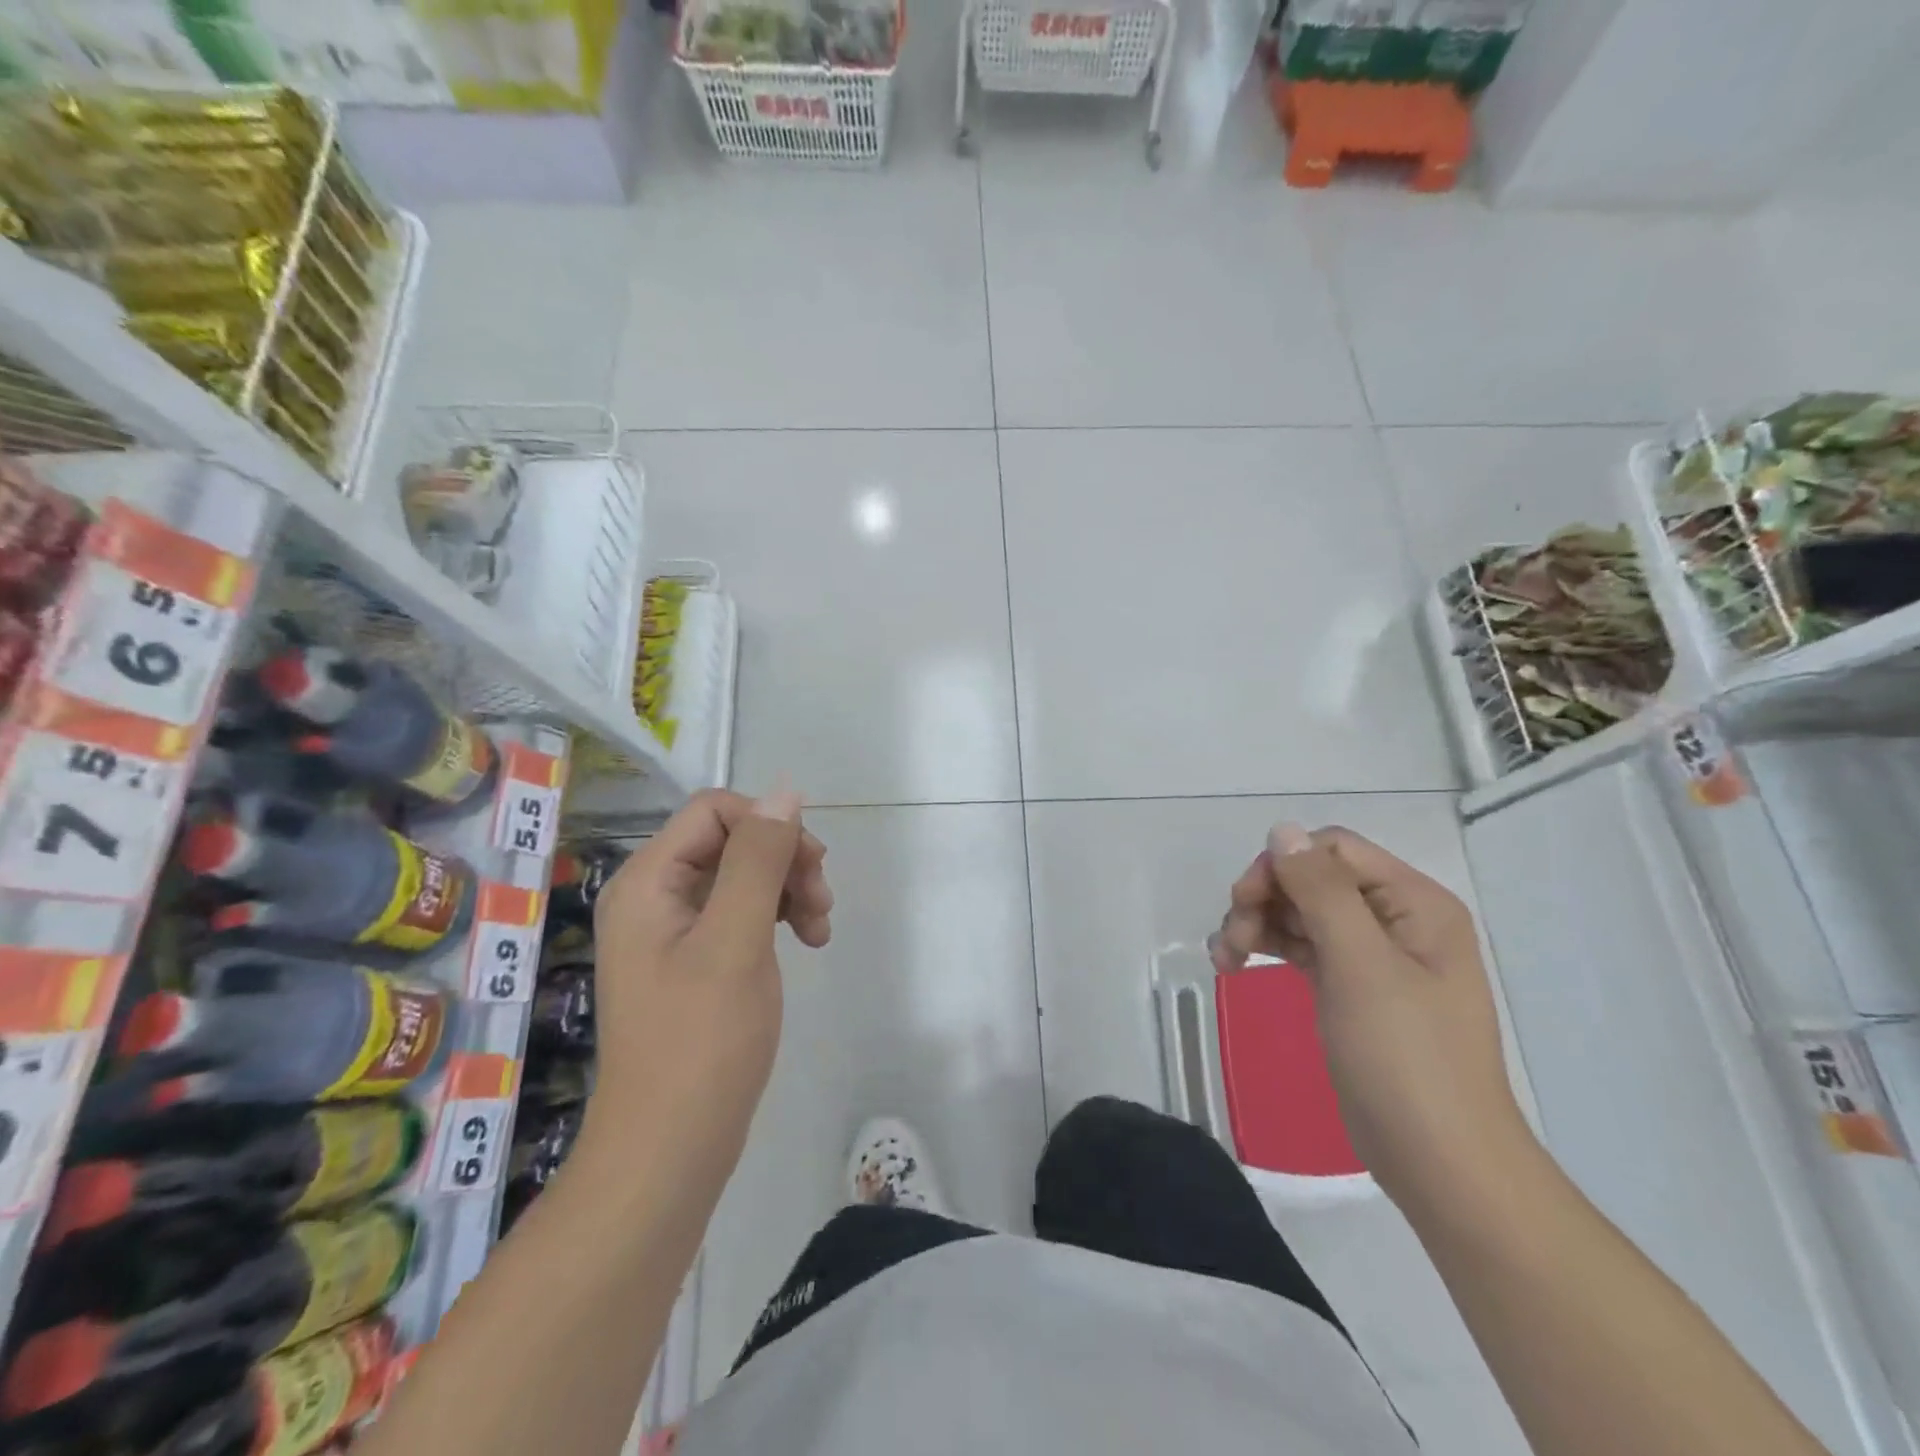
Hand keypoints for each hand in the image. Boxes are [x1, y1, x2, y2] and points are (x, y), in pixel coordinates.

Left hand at [584, 789, 832, 1187]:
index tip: (811, 863)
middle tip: (822, 903)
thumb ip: (759, 860)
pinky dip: (778, 917)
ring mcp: (674, 931)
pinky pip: (742, 912)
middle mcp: (654, 897)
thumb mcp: (737, 940)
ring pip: (743, 875)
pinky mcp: (695, 960)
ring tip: (821, 929)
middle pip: (730, 840)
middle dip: (784, 860)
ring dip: (789, 888)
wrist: (670, 1151)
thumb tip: (786, 793)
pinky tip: (805, 941)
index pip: (714, 811)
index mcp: (647, 882)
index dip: (767, 823)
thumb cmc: (701, 1042)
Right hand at [1211, 824, 1533, 1217]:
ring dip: (1258, 924)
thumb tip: (1283, 829)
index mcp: (1414, 903)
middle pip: (1312, 879)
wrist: (1441, 1164)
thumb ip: (1321, 891)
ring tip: (1225, 958)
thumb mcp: (1361, 966)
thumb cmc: (1406, 1059)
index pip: (1333, 851)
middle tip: (1232, 939)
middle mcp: (1395, 919)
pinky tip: (1235, 966)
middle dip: (1265, 899)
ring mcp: (1373, 956)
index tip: (1245, 902)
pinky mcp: (1352, 988)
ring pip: (1300, 912)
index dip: (1283, 866)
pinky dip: (1268, 948)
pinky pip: (1302, 947)